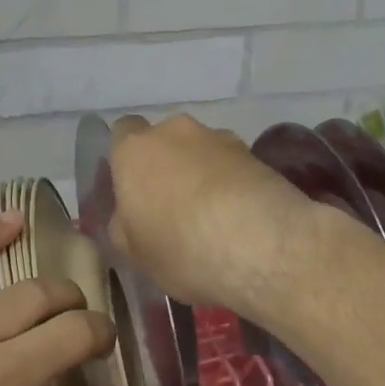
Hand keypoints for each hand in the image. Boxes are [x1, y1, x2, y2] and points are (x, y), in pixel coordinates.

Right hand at [107, 113, 319, 312]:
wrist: (262, 243)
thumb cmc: (181, 247)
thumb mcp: (135, 253)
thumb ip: (124, 226)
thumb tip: (129, 215)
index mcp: (135, 150)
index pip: (123, 133)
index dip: (129, 160)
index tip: (135, 190)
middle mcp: (176, 131)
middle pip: (166, 141)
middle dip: (169, 165)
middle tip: (174, 207)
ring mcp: (221, 138)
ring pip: (204, 152)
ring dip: (205, 174)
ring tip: (215, 217)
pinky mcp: (258, 154)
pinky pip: (235, 167)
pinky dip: (234, 184)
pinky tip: (241, 218)